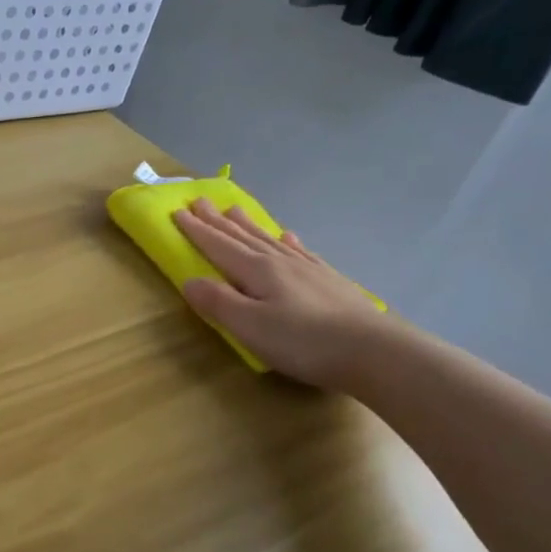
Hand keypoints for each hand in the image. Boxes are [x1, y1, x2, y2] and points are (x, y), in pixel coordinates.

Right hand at [173, 199, 390, 390]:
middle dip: (217, 221)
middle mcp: (280, 262)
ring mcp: (307, 269)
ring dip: (247, 225)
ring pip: (268, 240)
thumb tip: (189, 280)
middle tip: (200, 201)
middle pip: (242, 237)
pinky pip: (300, 253)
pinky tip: (287, 236)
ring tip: (234, 210)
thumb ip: (217, 302)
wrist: (373, 351)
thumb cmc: (303, 341)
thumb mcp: (249, 326)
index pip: (219, 246)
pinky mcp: (328, 282)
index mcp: (257, 271)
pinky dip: (287, 242)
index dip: (197, 230)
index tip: (177, 212)